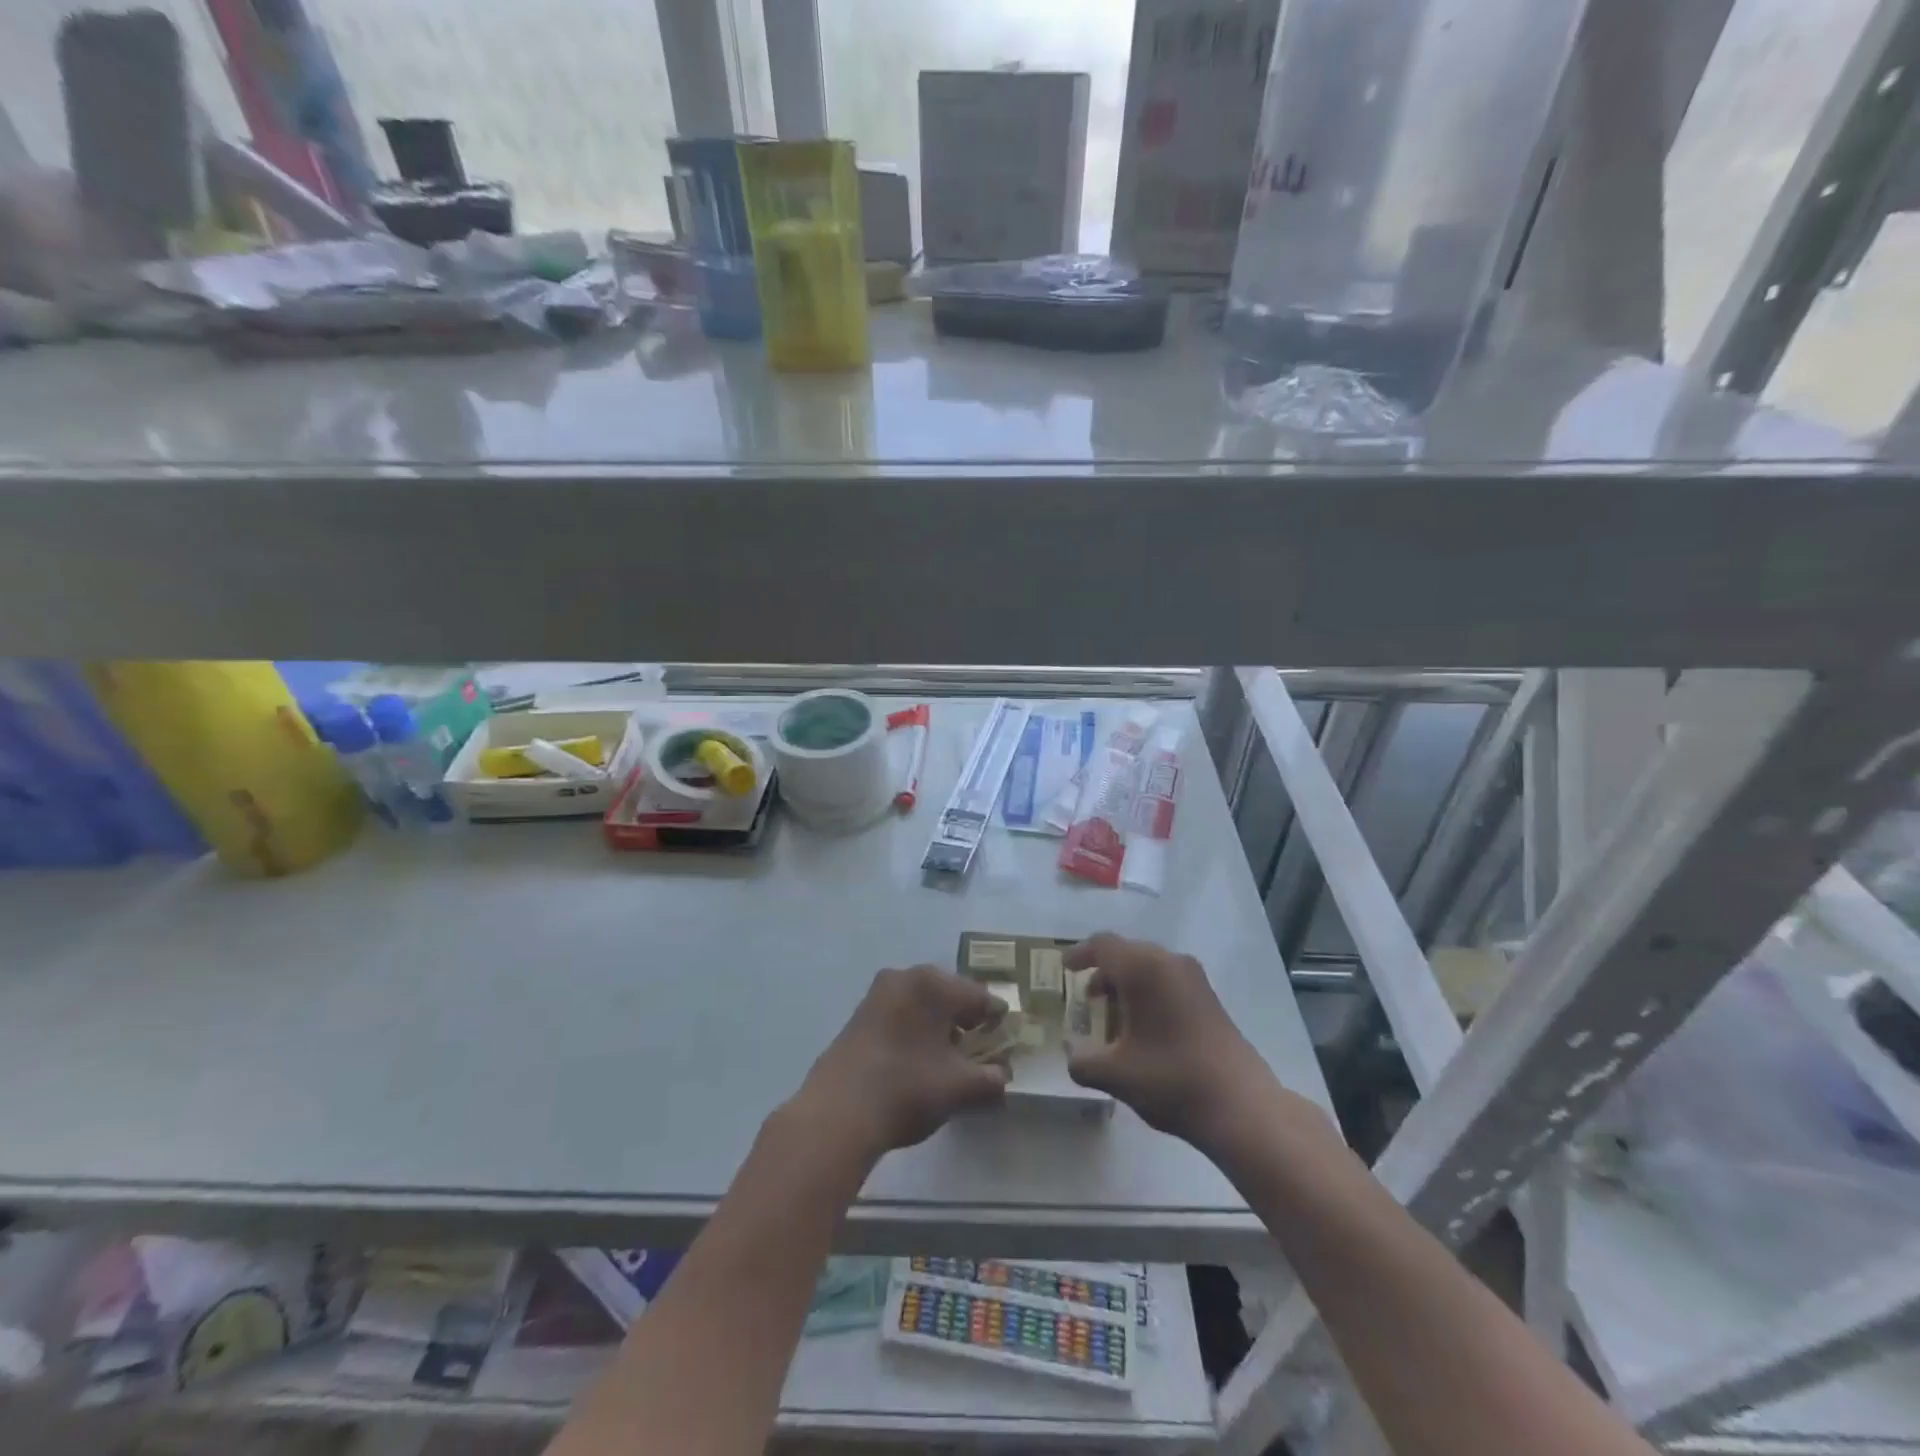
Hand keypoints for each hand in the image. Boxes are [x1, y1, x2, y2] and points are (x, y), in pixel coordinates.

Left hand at [791, 966, 1009, 1164]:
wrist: (835, 1114)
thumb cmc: (906, 1089)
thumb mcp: (960, 1088)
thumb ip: (991, 1079)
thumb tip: (1002, 1076)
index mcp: (932, 983)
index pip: (980, 997)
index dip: (997, 1023)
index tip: (1005, 1047)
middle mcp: (904, 977)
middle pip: (950, 996)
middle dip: (966, 1023)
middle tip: (978, 1055)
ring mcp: (878, 994)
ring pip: (923, 1006)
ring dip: (939, 1029)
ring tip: (949, 1063)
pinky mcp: (860, 1016)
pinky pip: (901, 1015)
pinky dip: (915, 1033)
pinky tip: (918, 1063)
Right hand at [1065, 934, 1292, 1156]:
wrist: (1242, 1105)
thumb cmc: (1171, 1080)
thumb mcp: (1116, 1075)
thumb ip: (1084, 1063)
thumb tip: (1072, 1058)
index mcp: (1142, 969)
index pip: (1103, 945)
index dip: (1080, 953)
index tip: (1066, 968)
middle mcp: (1169, 962)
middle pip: (1127, 952)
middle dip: (1104, 971)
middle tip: (1087, 997)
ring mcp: (1194, 978)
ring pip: (1150, 966)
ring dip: (1127, 983)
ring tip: (1114, 1016)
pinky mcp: (1210, 998)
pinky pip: (1169, 980)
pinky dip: (1149, 992)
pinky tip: (1144, 1027)